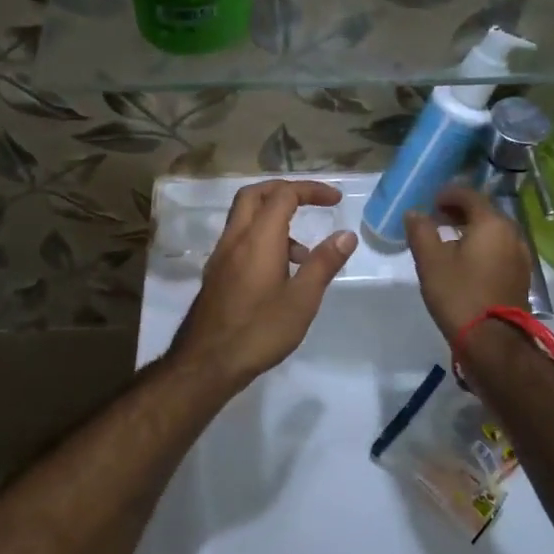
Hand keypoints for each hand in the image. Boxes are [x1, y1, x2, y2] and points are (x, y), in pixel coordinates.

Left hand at [167, 180, 357, 394]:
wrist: (207, 363)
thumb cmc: (259, 330)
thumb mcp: (302, 299)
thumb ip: (324, 263)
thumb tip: (346, 235)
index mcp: (258, 238)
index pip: (283, 195)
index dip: (310, 190)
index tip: (335, 200)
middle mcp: (235, 238)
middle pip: (255, 195)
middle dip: (285, 191)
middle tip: (312, 203)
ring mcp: (221, 256)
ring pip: (245, 218)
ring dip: (274, 219)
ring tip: (304, 254)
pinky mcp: (216, 273)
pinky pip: (240, 239)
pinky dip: (262, 238)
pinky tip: (280, 272)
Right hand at [403, 185, 532, 341]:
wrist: (492, 341)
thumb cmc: (459, 295)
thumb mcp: (430, 261)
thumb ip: (421, 231)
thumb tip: (414, 213)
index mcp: (492, 224)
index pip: (469, 195)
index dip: (447, 194)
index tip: (430, 202)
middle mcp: (512, 234)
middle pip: (484, 212)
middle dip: (459, 211)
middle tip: (435, 219)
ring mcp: (520, 256)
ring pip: (492, 232)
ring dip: (470, 229)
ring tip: (446, 240)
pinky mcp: (520, 276)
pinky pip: (498, 249)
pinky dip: (481, 246)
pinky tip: (464, 261)